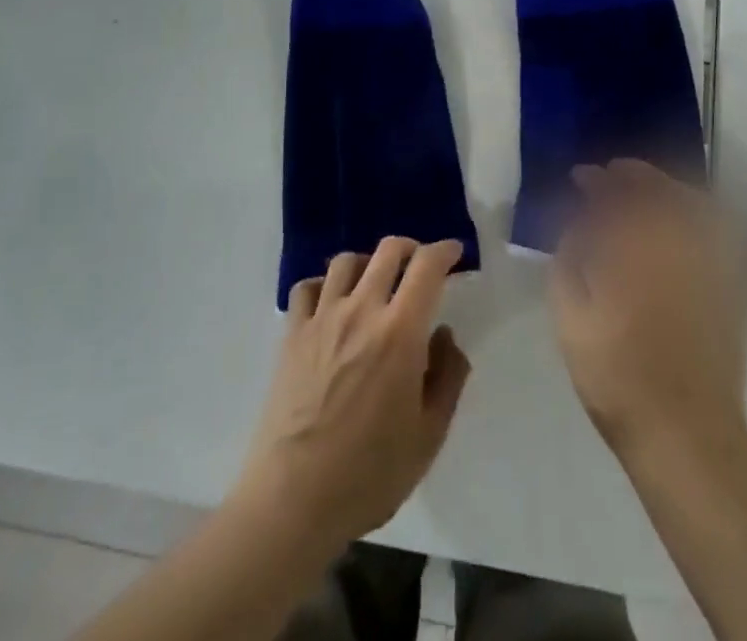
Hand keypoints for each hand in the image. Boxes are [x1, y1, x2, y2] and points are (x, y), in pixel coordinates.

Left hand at [236, 237, 471, 550]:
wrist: (294, 498)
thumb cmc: (370, 473)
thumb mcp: (429, 435)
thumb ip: (448, 377)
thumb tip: (445, 335)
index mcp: (400, 332)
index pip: (426, 267)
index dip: (444, 251)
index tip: (454, 253)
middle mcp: (361, 310)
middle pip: (387, 251)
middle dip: (410, 248)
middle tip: (420, 265)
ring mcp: (322, 318)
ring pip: (346, 261)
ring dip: (368, 262)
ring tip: (374, 283)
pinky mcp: (292, 333)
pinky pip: (307, 287)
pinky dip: (324, 285)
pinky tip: (331, 304)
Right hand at [550, 160, 746, 460]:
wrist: (686, 434)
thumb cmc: (617, 377)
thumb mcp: (571, 320)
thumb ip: (568, 261)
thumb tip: (577, 227)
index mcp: (632, 250)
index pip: (614, 195)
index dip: (596, 181)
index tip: (581, 177)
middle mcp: (675, 246)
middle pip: (658, 190)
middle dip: (631, 175)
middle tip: (611, 174)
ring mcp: (709, 264)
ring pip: (692, 203)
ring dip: (665, 187)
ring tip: (643, 190)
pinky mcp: (729, 286)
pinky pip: (716, 230)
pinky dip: (697, 212)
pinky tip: (679, 218)